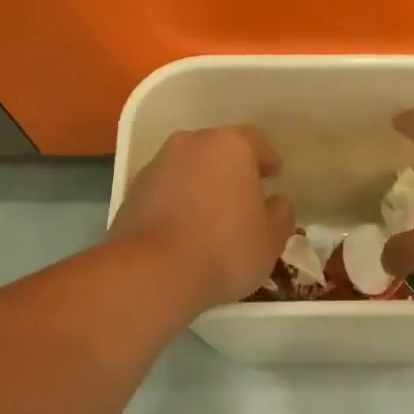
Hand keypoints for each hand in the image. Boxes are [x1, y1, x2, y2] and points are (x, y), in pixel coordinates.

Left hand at [109, 126, 295, 311]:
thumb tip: (276, 202)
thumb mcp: (271, 239)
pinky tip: (184, 231)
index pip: (257, 141)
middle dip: (232, 170)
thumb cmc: (225, 248)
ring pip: (189, 169)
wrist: (152, 272)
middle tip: (244, 197)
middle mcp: (191, 144)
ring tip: (212, 217)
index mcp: (230, 145)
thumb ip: (281, 214)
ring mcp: (157, 166)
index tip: (274, 177)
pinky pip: (166, 190)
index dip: (268, 159)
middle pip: (218, 151)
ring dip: (202, 185)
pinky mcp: (132, 192)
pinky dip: (177, 203)